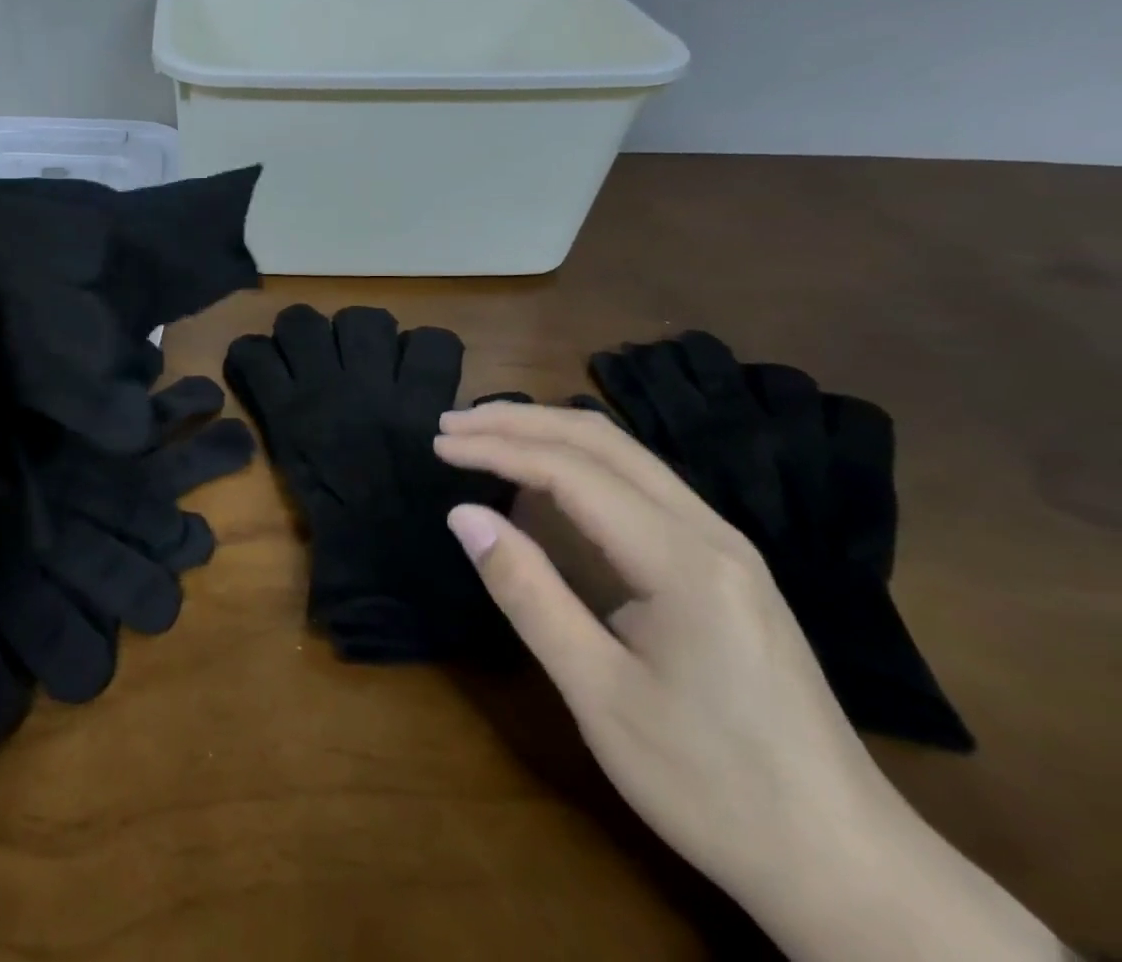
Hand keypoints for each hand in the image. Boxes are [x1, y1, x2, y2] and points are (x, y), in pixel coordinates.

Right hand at [435, 402, 1062, 961]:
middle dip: (519, 421)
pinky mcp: (725, 565)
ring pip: (624, 455)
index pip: (571, 471)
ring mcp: (724, 545)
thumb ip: (527, 593)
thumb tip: (463, 514)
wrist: (850, 867)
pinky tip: (545, 481)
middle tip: (450, 426)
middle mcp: (710, 531)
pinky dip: (579, 464)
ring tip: (483, 437)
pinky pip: (641, 485)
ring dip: (548, 434)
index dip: (496, 449)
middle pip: (602, 440)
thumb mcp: (599, 694)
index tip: (437, 446)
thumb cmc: (713, 785)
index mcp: (682, 560)